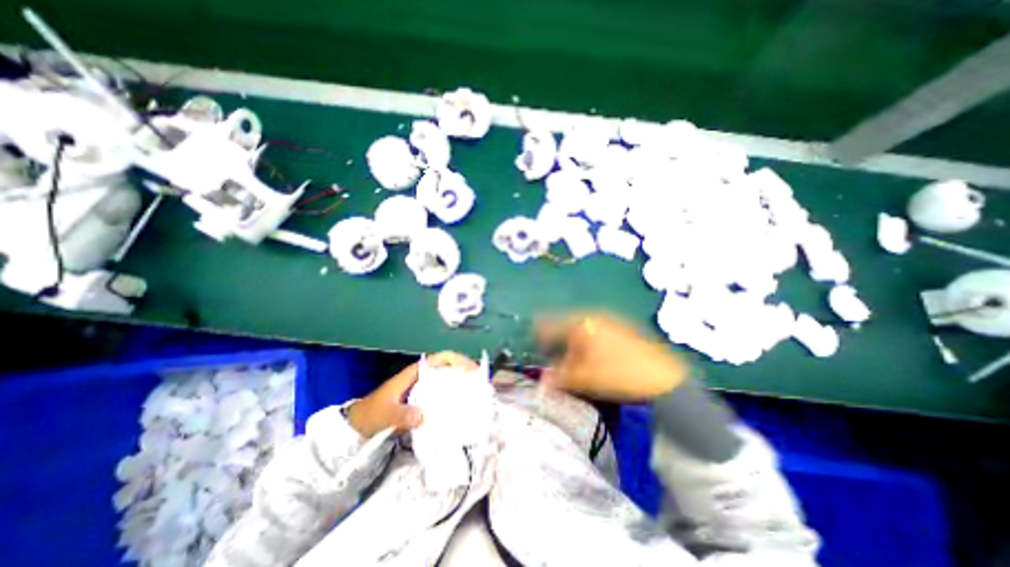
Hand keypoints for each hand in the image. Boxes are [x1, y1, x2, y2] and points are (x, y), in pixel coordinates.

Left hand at [348, 351, 478, 438]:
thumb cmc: (372, 413)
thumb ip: (402, 415)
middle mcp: (421, 377)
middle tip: (480, 382)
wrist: (358, 424)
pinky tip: (460, 406)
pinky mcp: (422, 400)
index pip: (440, 359)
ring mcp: (422, 388)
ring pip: (446, 379)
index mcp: (414, 373)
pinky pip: (442, 393)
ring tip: (476, 392)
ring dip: (461, 382)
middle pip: (448, 366)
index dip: (457, 360)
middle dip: (464, 370)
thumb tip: (425, 416)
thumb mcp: (385, 413)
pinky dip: (453, 396)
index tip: (471, 370)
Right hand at [536, 313, 694, 400]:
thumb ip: (558, 377)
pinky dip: (588, 344)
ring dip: (573, 345)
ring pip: (581, 330)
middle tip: (555, 362)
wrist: (665, 378)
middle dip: (557, 343)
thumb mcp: (583, 378)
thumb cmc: (618, 374)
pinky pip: (596, 333)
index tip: (537, 351)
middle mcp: (593, 316)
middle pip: (565, 326)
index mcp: (580, 323)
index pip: (549, 324)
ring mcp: (610, 321)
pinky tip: (595, 360)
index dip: (539, 337)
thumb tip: (542, 380)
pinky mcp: (622, 328)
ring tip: (575, 364)